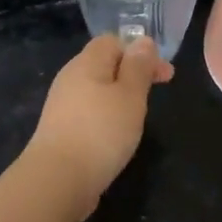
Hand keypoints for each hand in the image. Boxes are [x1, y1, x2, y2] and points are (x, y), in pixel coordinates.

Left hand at [25, 34, 173, 219]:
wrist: (57, 180)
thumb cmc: (101, 131)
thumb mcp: (130, 95)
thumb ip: (138, 67)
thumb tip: (143, 40)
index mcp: (86, 63)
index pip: (112, 41)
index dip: (140, 51)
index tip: (163, 74)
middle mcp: (70, 78)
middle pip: (104, 64)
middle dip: (132, 74)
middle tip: (156, 93)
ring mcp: (62, 106)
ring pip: (97, 90)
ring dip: (120, 97)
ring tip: (138, 115)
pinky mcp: (61, 130)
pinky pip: (89, 112)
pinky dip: (107, 117)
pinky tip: (116, 135)